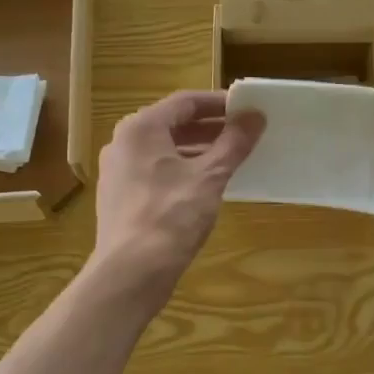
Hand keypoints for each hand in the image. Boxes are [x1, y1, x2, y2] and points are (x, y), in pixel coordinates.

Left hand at [90, 91, 264, 302]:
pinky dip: (181, 171)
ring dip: (196, 151)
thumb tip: (255, 116)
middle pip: (172, 125)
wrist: (131, 271)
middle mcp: (123, 143)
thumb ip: (233, 143)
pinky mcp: (120, 198)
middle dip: (209, 128)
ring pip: (163, 151)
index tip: (246, 110)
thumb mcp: (210, 176)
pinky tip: (204, 187)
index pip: (185, 102)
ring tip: (229, 160)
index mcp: (140, 128)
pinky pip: (155, 173)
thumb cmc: (171, 216)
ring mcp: (118, 172)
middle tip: (243, 134)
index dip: (219, 104)